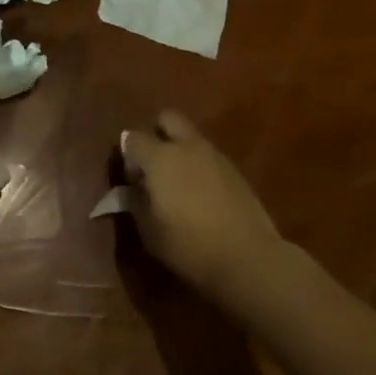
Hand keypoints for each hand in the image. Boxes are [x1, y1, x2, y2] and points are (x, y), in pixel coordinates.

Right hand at [120, 110, 284, 302]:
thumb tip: (129, 189)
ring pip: (191, 137)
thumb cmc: (189, 245)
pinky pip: (209, 156)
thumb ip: (135, 203)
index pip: (133, 138)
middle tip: (154, 165)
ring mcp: (215, 155)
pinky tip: (201, 195)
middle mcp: (187, 147)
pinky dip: (199, 166)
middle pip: (168, 118)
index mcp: (160, 157)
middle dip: (157, 133)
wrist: (247, 256)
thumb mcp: (150, 231)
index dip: (128, 156)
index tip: (133, 181)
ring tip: (179, 185)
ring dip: (180, 150)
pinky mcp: (234, 169)